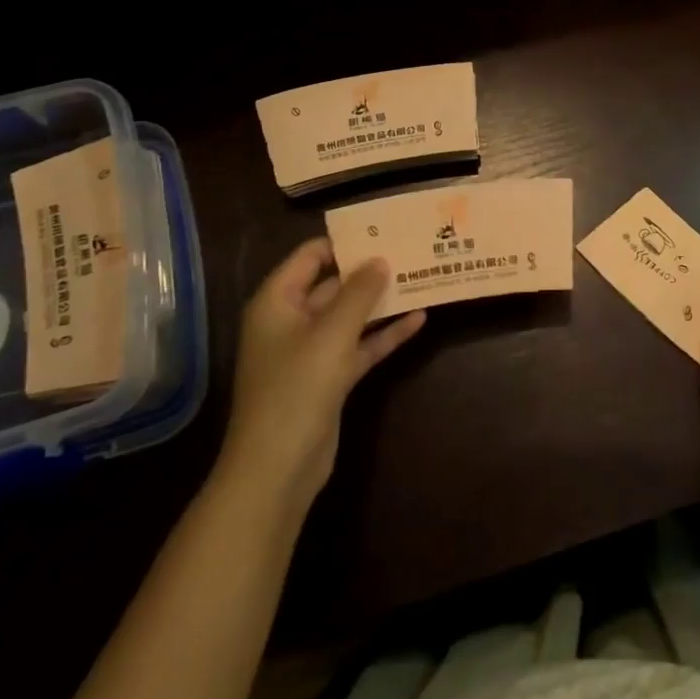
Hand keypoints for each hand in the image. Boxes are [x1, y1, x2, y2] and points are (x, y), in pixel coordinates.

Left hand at [218, 238, 426, 513]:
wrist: (278, 468)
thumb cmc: (296, 389)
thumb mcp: (331, 334)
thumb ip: (358, 294)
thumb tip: (380, 260)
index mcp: (278, 302)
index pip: (310, 257)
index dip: (344, 242)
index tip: (383, 230)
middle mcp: (292, 320)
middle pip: (334, 285)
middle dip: (370, 271)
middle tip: (411, 251)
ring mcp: (312, 351)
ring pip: (351, 316)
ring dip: (382, 302)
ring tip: (421, 278)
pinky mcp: (330, 377)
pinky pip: (360, 345)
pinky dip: (384, 334)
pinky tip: (419, 320)